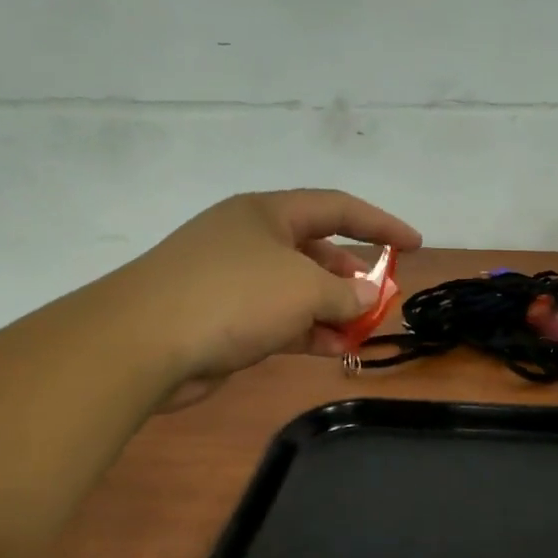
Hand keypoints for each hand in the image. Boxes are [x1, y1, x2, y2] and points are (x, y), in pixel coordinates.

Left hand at [123, 190, 420, 403]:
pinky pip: (277, 319)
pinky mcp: (222, 318)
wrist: (143, 342)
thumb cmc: (232, 296)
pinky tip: (333, 349)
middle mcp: (250, 239)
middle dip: (353, 275)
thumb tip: (368, 296)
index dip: (380, 223)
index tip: (414, 244)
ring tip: (362, 331)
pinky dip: (306, 331)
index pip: (336, 208)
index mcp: (267, 213)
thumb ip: (346, 292)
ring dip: (332, 309)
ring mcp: (233, 279)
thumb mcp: (304, 289)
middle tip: (381, 299)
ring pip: (297, 288)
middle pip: (316, 249)